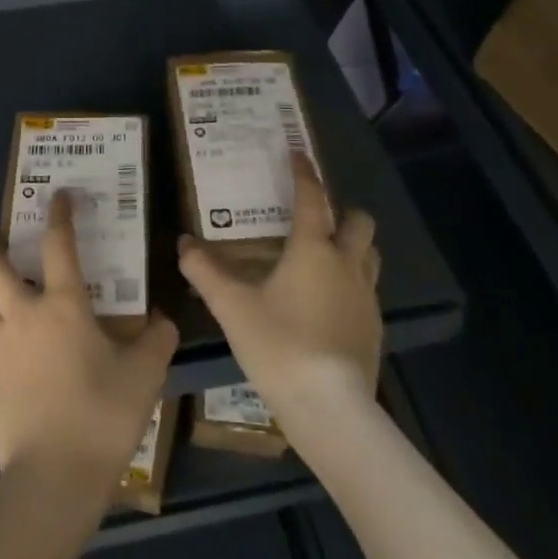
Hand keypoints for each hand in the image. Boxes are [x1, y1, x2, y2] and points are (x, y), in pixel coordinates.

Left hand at [0, 192, 177, 498]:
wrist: (54, 478)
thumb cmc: (103, 416)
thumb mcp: (146, 375)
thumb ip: (158, 339)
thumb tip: (162, 320)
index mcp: (64, 305)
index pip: (59, 244)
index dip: (60, 214)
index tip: (59, 195)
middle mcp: (22, 314)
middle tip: (3, 242)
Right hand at [179, 153, 380, 431]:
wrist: (329, 407)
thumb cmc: (278, 344)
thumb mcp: (232, 306)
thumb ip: (205, 272)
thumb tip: (183, 243)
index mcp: (314, 250)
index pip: (312, 198)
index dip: (304, 173)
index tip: (297, 152)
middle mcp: (347, 264)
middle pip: (359, 222)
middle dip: (342, 211)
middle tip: (315, 216)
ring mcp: (367, 297)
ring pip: (370, 255)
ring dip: (352, 246)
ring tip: (324, 256)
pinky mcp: (374, 327)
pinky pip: (368, 290)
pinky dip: (352, 282)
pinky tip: (328, 303)